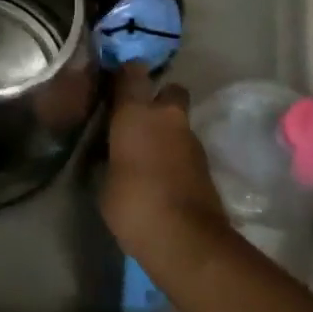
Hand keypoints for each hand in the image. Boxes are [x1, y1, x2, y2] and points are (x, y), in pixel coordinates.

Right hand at [100, 62, 234, 274]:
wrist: (185, 238)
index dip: (125, 73)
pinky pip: (185, 148)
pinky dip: (176, 155)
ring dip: (167, 131)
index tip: (115, 81)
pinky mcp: (206, 165)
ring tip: (147, 154)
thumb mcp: (105, 180)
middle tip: (140, 119)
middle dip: (159, 99)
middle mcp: (166, 117)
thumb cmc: (132, 203)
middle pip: (169, 91)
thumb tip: (115, 154)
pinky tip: (162, 175)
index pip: (131, 73)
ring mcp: (191, 140)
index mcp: (135, 113)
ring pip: (179, 122)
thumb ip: (111, 157)